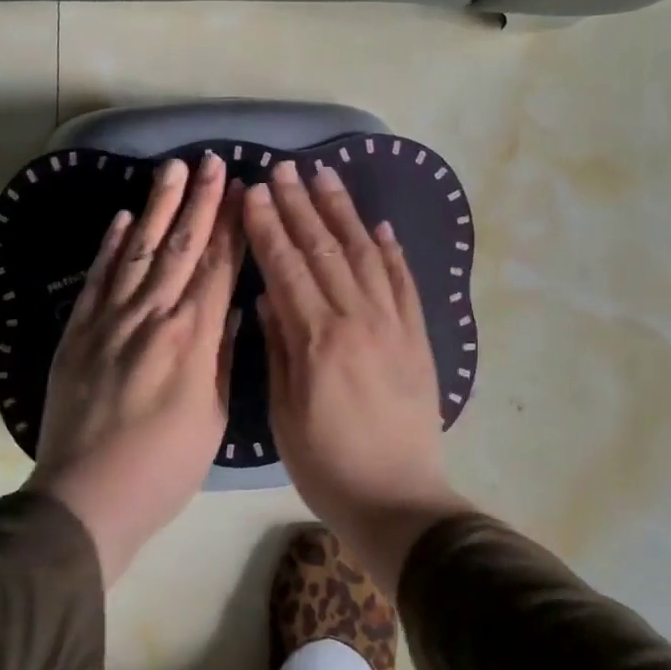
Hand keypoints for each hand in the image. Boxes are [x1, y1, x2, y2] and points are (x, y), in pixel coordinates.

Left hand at [28, 153, 243, 584]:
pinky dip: (110, 246)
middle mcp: (152, 317)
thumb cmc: (164, 468)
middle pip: (180, 247)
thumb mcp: (212, 418)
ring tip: (171, 170)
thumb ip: (222, 357)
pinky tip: (122, 218)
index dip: (231, 225)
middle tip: (210, 160)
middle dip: (199, 201)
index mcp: (192, 339)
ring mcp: (109, 320)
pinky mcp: (77, 332)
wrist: (86, 498)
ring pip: (139, 251)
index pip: (217, 267)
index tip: (242, 188)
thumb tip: (233, 309)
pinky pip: (97, 279)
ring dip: (157, 207)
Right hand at [243, 160, 471, 591]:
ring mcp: (394, 325)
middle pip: (324, 249)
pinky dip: (391, 251)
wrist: (399, 501)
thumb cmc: (327, 466)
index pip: (287, 267)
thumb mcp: (285, 414)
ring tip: (326, 176)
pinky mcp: (418, 338)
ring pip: (365, 255)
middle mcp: (358, 319)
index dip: (267, 226)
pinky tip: (379, 226)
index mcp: (318, 339)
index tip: (252, 191)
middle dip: (300, 205)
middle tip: (283, 168)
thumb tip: (268, 296)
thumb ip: (279, 348)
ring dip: (343, 213)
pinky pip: (405, 283)